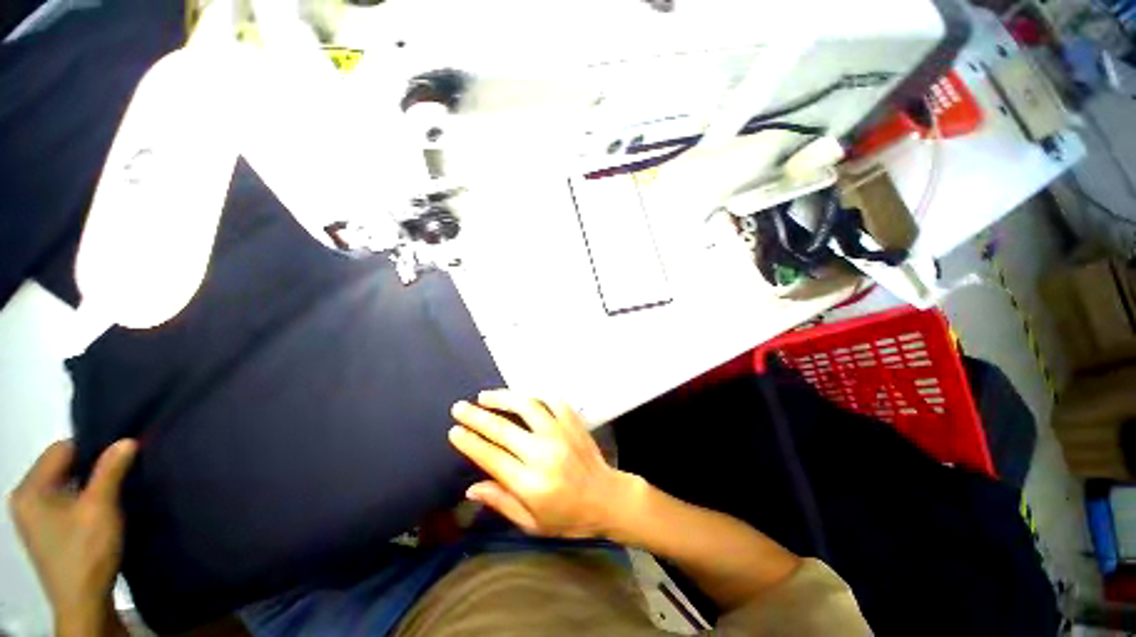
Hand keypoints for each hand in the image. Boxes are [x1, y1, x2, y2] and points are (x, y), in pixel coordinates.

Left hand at [8, 439, 136, 633]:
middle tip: (120, 475)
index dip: (91, 450)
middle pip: (60, 468)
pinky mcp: (45, 531)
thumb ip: (110, 471)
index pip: (61, 450)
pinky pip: (63, 502)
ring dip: (88, 486)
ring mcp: (33, 518)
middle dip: (90, 469)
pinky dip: (83, 501)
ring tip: (113, 493)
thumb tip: (127, 440)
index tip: (120, 457)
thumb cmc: (87, 551)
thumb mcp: (100, 508)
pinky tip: (100, 511)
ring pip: (64, 486)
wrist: (84, 602)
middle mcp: (24, 499)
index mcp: (29, 489)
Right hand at [449, 390, 637, 537]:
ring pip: (527, 407)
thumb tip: (471, 488)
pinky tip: (522, 396)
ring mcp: (560, 434)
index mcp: (530, 484)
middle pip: (503, 429)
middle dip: (477, 416)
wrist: (607, 497)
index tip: (454, 431)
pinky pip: (552, 400)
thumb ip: (502, 502)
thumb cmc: (568, 517)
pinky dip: (535, 395)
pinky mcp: (573, 422)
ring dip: (503, 398)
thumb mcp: (532, 523)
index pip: (492, 458)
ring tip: (485, 396)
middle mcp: (543, 454)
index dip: (470, 442)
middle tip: (460, 407)